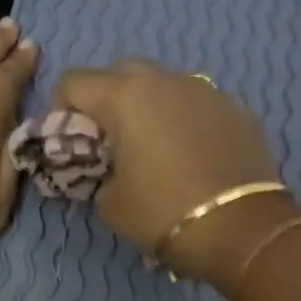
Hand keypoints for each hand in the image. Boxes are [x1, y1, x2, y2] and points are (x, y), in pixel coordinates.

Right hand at [54, 59, 293, 284]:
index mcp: (124, 95)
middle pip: (120, 72)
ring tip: (153, 146)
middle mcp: (165, 79)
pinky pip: (197, 104)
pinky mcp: (237, 108)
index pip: (74, 81)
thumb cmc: (161, 212)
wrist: (240, 228)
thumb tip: (107, 168)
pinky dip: (184, 121)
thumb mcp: (109, 202)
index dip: (61, 109)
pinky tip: (191, 155)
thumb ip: (97, 173)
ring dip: (148, 107)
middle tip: (109, 140)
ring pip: (164, 84)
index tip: (69, 140)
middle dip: (106, 100)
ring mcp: (206, 90)